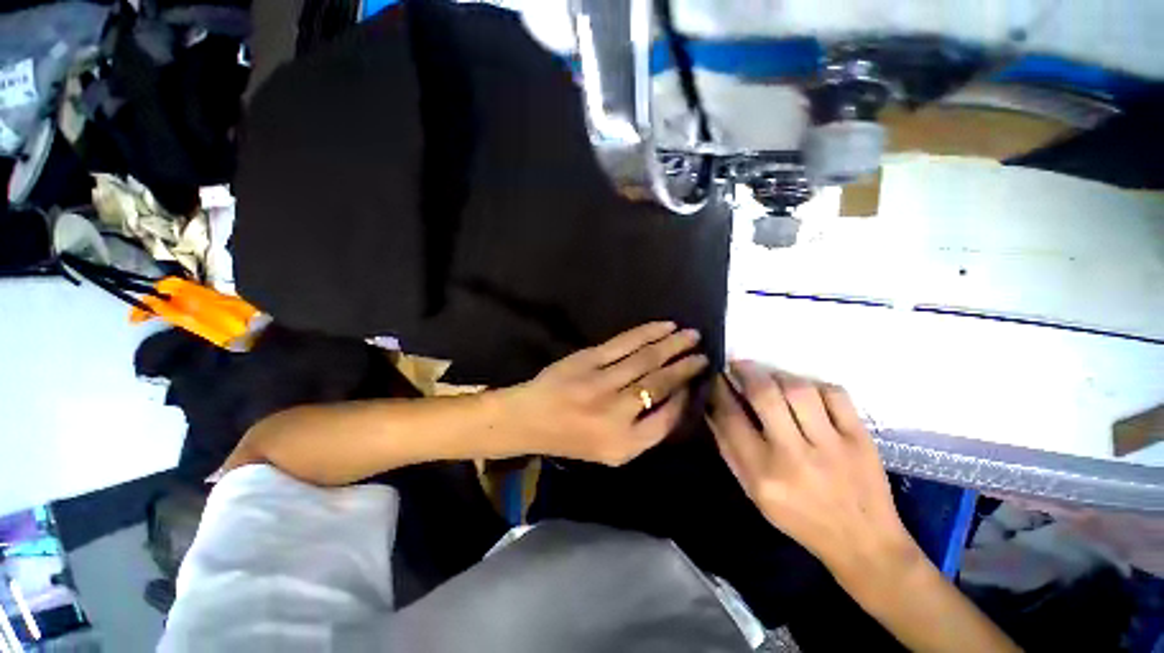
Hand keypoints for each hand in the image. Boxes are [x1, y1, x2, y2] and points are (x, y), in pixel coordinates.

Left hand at [506, 322, 707, 465]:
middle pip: (660, 383)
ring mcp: (601, 382)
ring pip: (646, 359)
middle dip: (686, 366)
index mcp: (623, 444)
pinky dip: (648, 333)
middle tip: (704, 353)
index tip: (696, 381)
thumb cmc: (572, 439)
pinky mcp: (589, 359)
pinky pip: (625, 343)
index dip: (685, 397)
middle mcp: (615, 413)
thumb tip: (675, 397)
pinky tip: (665, 326)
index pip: (667, 419)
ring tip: (692, 335)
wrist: (530, 417)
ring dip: (672, 345)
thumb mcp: (612, 452)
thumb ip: (646, 431)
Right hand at [707, 361, 918, 583]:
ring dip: (779, 375)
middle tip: (738, 364)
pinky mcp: (860, 439)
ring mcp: (832, 446)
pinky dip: (816, 385)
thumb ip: (730, 449)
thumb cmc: (798, 518)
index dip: (719, 389)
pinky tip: (807, 392)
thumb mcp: (753, 491)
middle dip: (746, 371)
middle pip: (765, 395)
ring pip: (799, 389)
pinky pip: (835, 395)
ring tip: (771, 377)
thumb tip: (712, 408)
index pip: (731, 417)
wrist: (863, 543)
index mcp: (763, 473)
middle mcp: (794, 456)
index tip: (715, 376)